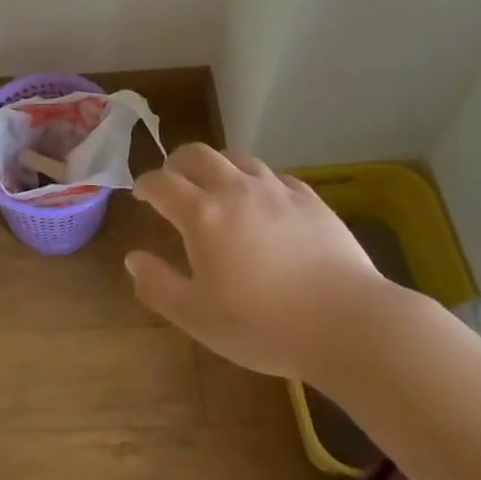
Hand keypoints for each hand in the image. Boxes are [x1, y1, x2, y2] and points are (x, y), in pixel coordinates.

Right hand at [125, 145, 405, 385]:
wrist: (348, 322)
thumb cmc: (265, 325)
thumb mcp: (199, 318)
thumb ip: (159, 286)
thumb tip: (132, 259)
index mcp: (202, 214)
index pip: (161, 183)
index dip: (145, 185)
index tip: (141, 194)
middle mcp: (235, 189)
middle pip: (196, 154)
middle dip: (176, 163)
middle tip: (173, 180)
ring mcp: (275, 189)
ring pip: (236, 157)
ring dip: (216, 165)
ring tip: (215, 185)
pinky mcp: (309, 197)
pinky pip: (273, 174)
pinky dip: (255, 179)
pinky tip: (262, 199)